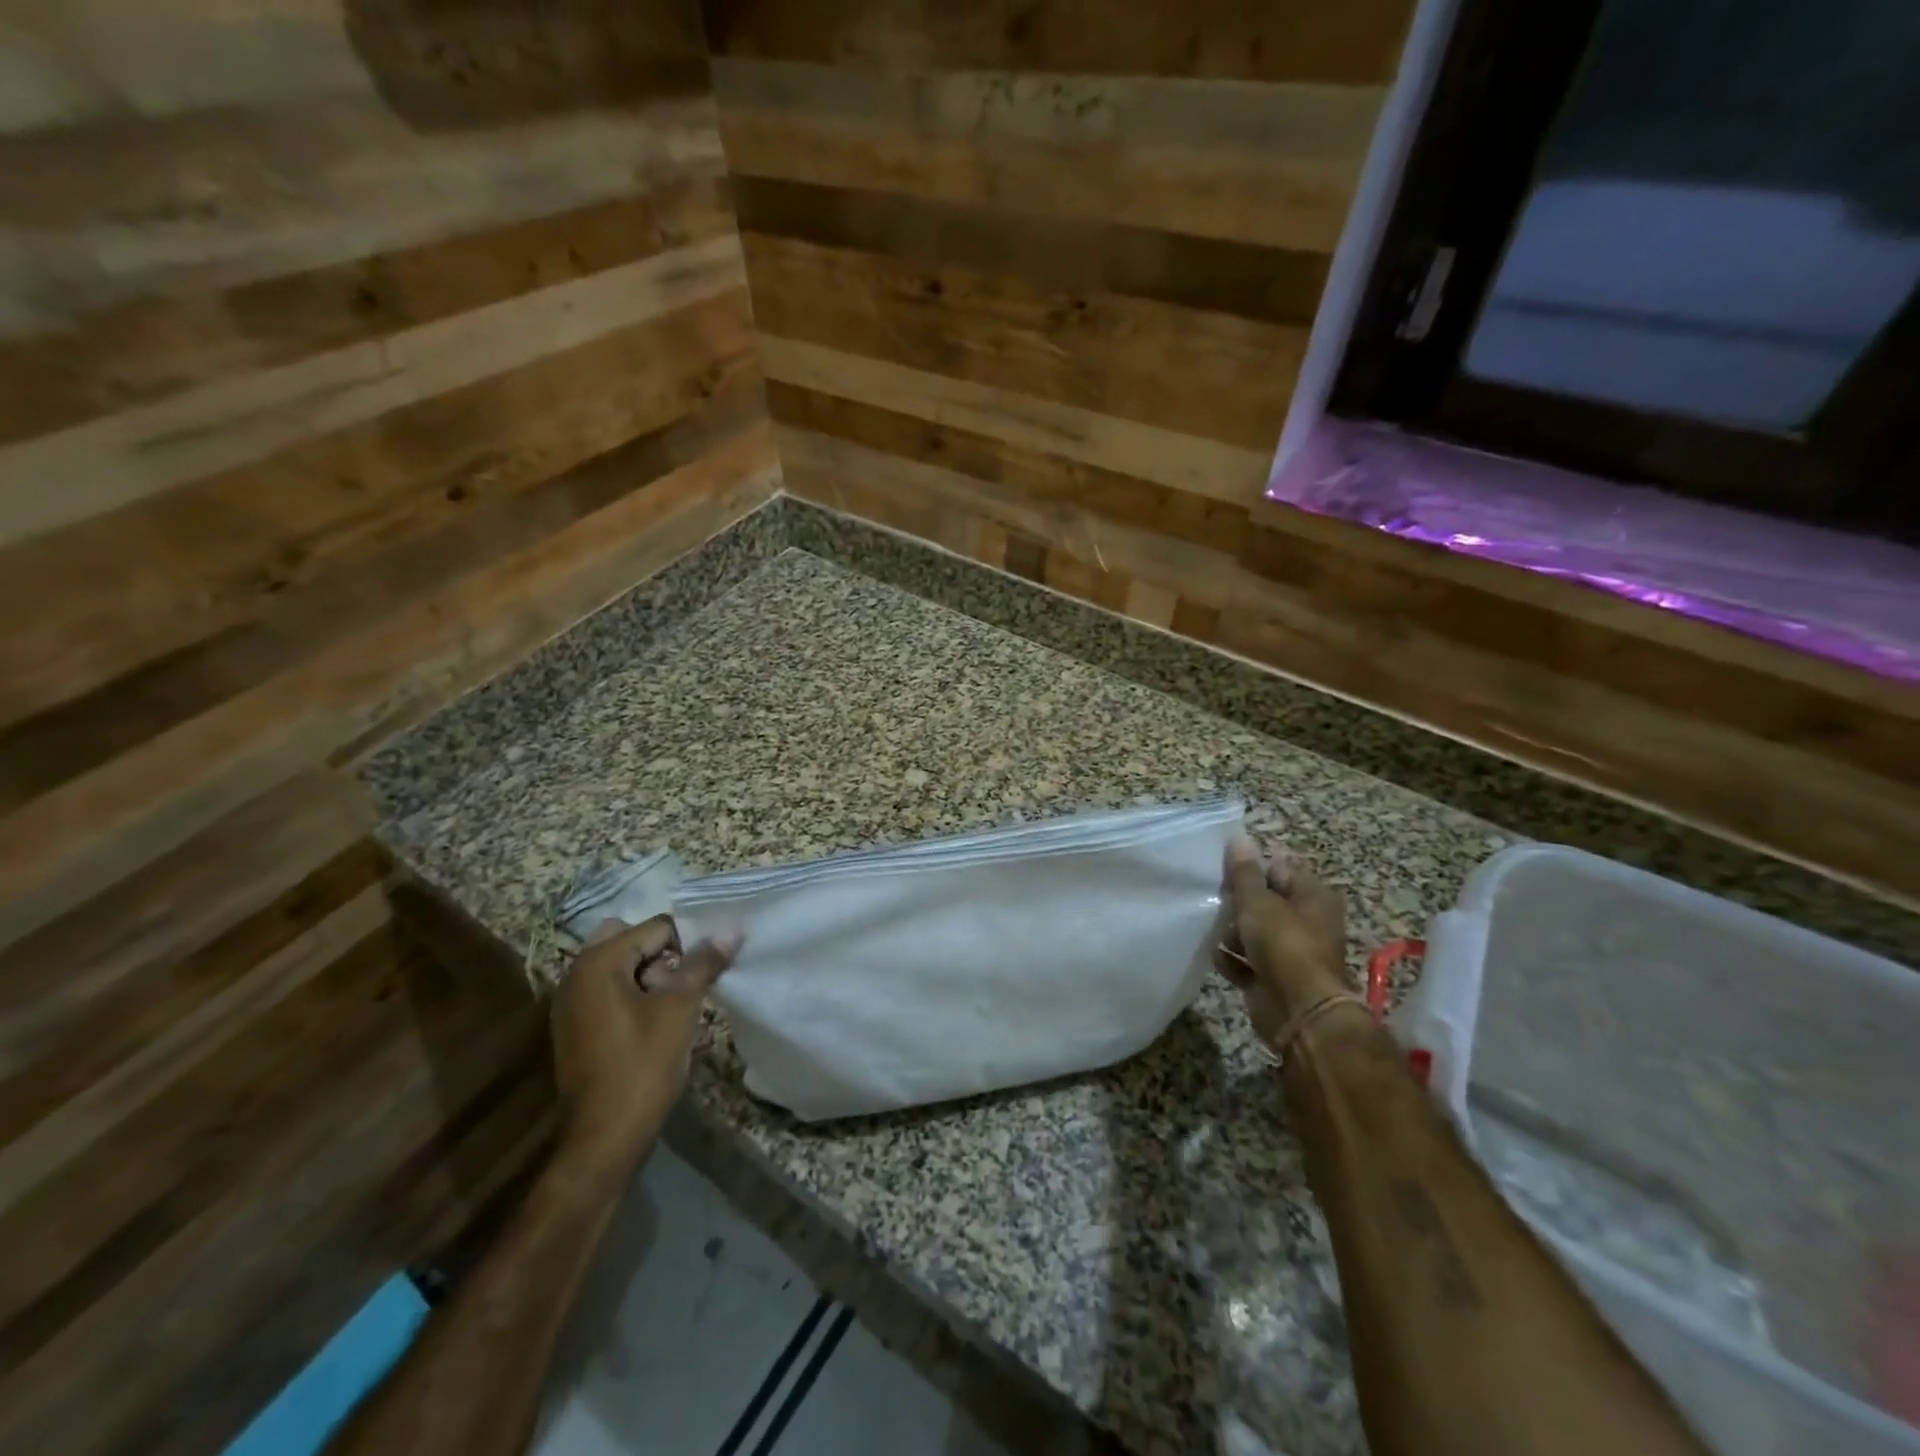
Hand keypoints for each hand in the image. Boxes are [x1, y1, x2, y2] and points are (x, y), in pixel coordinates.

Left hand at [551, 916, 740, 1167]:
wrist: (604, 1137)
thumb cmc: (643, 1064)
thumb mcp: (681, 1008)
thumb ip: (703, 963)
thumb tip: (732, 930)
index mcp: (598, 962)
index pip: (655, 928)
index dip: (688, 941)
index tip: (710, 964)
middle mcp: (576, 973)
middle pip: (631, 940)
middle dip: (664, 952)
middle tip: (689, 978)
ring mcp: (571, 1002)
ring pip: (619, 965)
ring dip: (650, 973)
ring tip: (679, 999)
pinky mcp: (575, 1026)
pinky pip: (608, 989)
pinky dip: (633, 992)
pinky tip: (658, 1018)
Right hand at [1215, 837, 1350, 1049]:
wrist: (1298, 1010)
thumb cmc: (1283, 944)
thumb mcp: (1258, 902)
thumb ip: (1244, 873)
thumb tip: (1238, 840)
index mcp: (1314, 897)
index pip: (1279, 870)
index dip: (1252, 870)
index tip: (1225, 873)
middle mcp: (1308, 922)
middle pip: (1266, 903)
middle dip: (1239, 904)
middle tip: (1217, 903)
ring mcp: (1293, 953)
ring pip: (1255, 933)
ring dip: (1233, 934)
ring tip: (1215, 933)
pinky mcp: (1276, 979)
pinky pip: (1248, 963)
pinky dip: (1233, 960)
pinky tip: (1218, 957)